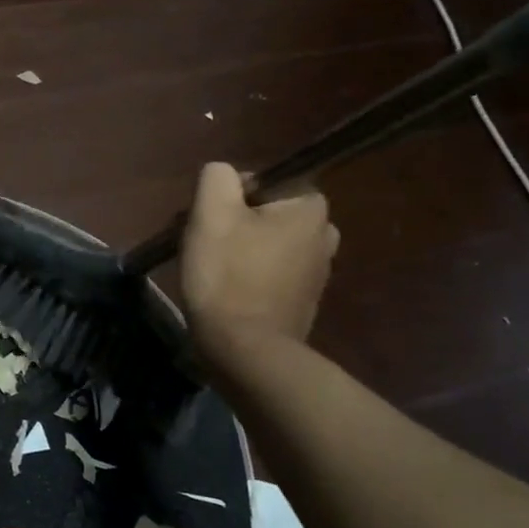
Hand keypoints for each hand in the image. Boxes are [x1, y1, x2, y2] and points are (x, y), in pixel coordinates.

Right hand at [181, 162, 338, 362]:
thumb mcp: (211, 213)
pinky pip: (270, 270)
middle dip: (231, 223)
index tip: (211, 223)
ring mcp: (318, 269)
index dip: (228, 196)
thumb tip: (224, 176)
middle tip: (204, 246)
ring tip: (211, 271)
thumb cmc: (228, 276)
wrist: (246, 351)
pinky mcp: (304, 298)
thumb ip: (217, 177)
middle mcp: (324, 233)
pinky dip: (248, 274)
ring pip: (265, 241)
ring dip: (237, 249)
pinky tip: (227, 291)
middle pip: (263, 211)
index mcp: (310, 206)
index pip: (262, 180)